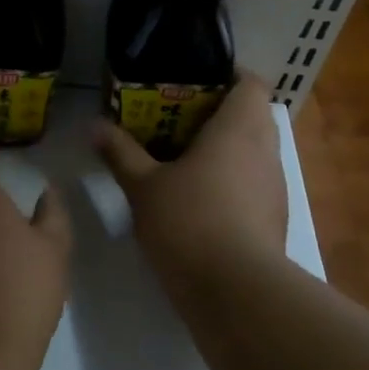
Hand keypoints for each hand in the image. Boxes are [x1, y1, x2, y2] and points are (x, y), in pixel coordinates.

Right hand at [92, 74, 287, 291]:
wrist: (236, 292)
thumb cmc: (189, 222)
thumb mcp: (143, 186)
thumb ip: (120, 152)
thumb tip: (93, 125)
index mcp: (239, 128)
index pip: (250, 83)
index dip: (226, 77)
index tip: (192, 85)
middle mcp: (265, 150)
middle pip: (251, 116)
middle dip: (218, 115)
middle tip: (176, 121)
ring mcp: (275, 187)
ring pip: (253, 153)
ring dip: (225, 151)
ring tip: (182, 160)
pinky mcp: (274, 220)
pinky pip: (254, 185)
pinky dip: (231, 183)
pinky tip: (198, 200)